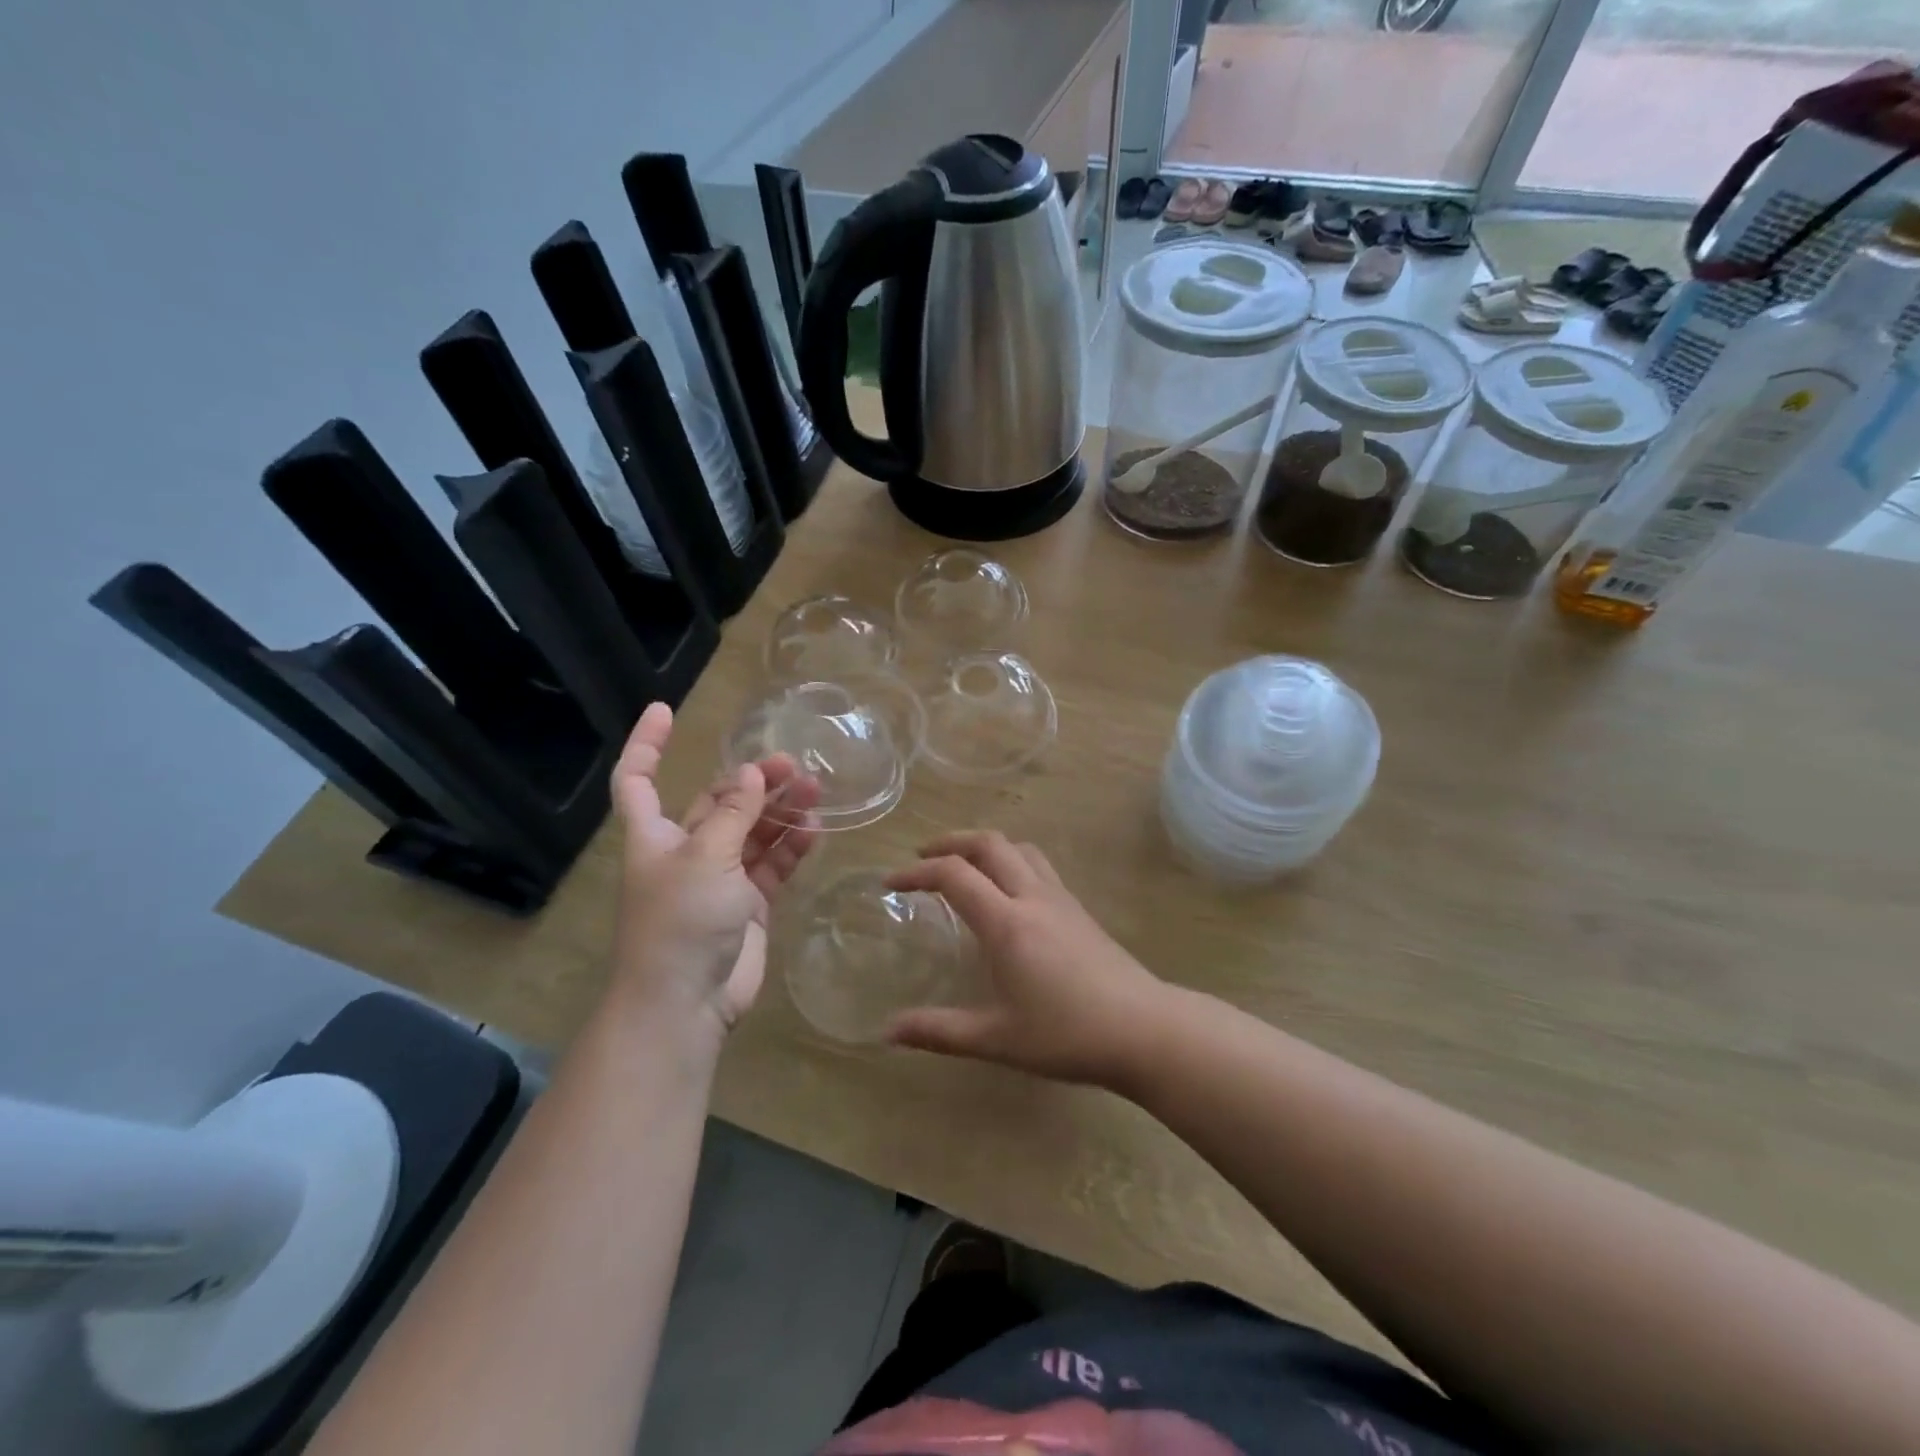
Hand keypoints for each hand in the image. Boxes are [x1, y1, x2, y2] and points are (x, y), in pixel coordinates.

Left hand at [608, 703, 819, 1047]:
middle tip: (793, 765)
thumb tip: (750, 773)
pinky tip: (814, 828)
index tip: (665, 710)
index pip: (639, 779)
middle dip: (751, 781)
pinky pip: (772, 864)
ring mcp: (720, 879)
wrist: (686, 1004)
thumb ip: (733, 814)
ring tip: (815, 789)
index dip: (646, 744)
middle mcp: (686, 851)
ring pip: (753, 831)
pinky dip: (791, 845)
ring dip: (779, 810)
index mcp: (656, 836)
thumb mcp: (706, 858)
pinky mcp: (749, 904)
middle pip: (718, 802)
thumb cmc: (680, 922)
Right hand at [882, 832, 1167, 1089]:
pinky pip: (1038, 865)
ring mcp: (1061, 899)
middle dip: (951, 842)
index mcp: (1007, 922)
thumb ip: (940, 1031)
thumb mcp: (997, 1039)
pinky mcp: (1079, 909)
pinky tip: (1008, 893)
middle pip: (989, 844)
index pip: (954, 875)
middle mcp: (1032, 897)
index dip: (917, 872)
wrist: (1144, 1029)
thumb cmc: (1067, 1034)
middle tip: (923, 858)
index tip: (890, 882)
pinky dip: (1010, 861)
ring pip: (1019, 848)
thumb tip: (888, 1032)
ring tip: (964, 866)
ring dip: (985, 846)